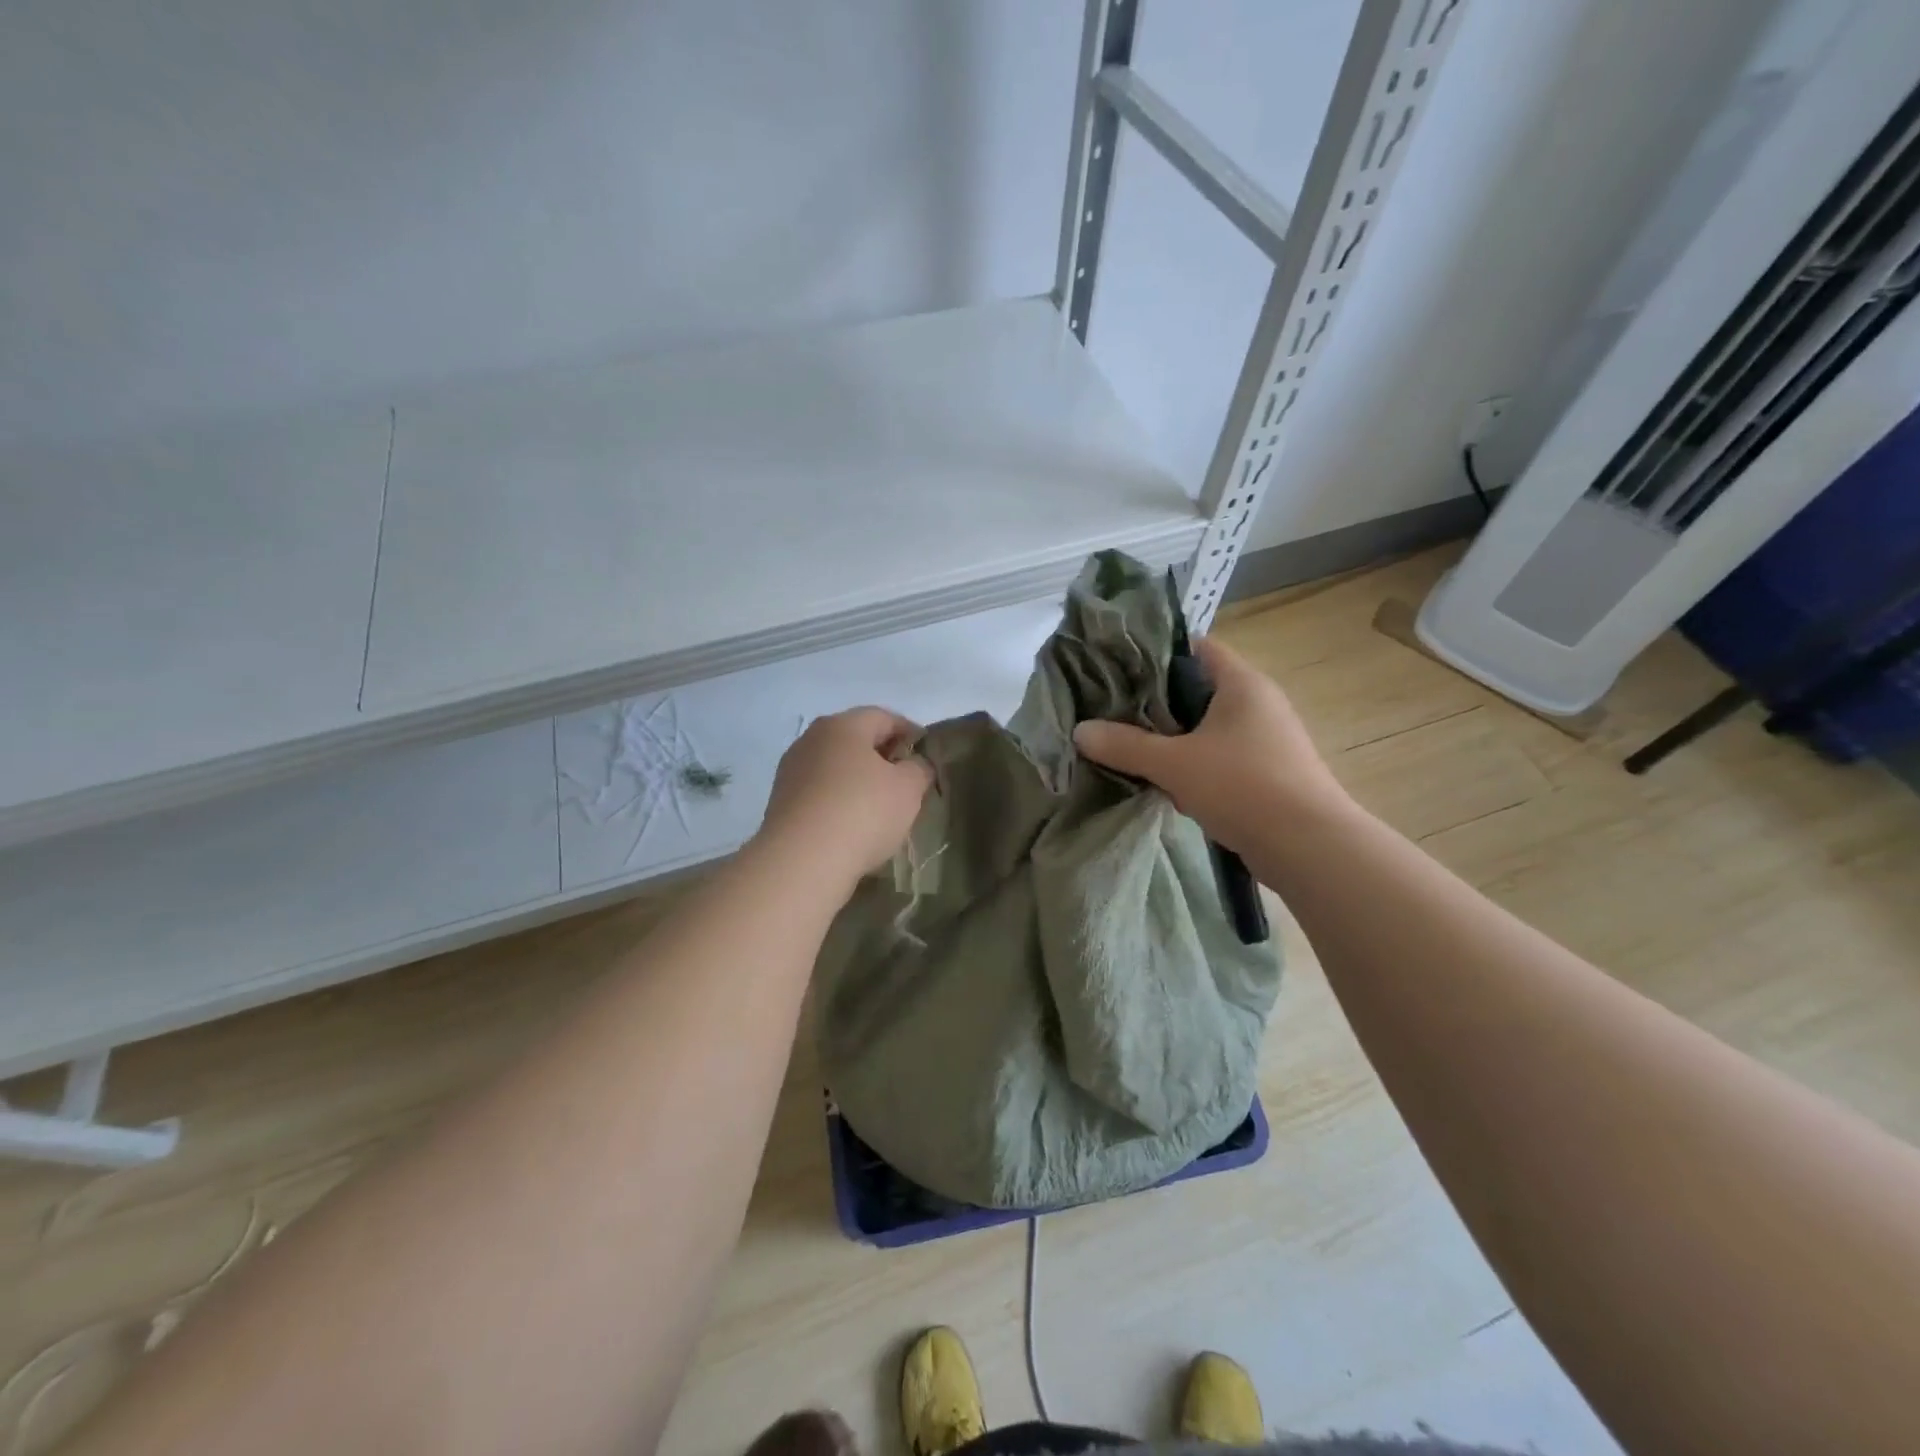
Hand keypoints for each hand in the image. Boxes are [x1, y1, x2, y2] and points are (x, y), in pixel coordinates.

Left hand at [756, 707, 932, 889]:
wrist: (801, 860)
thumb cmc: (862, 812)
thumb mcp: (908, 789)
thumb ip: (919, 769)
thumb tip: (915, 764)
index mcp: (843, 726)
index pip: (884, 717)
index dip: (909, 731)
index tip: (925, 752)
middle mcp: (812, 739)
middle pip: (855, 739)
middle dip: (882, 756)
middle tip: (905, 779)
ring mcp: (791, 770)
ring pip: (835, 766)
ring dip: (858, 779)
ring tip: (880, 805)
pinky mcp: (781, 801)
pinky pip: (819, 791)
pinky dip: (838, 800)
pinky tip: (852, 823)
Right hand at [1072, 637, 1345, 853]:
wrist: (1308, 847)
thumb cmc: (1242, 786)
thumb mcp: (1174, 763)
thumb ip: (1125, 746)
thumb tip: (1080, 731)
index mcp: (1241, 683)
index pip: (1195, 648)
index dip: (1155, 653)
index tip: (1117, 668)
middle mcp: (1258, 703)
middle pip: (1197, 690)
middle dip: (1155, 703)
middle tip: (1112, 711)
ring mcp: (1266, 739)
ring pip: (1206, 728)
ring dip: (1173, 740)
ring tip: (1131, 749)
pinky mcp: (1268, 773)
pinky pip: (1220, 758)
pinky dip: (1193, 766)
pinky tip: (1166, 785)